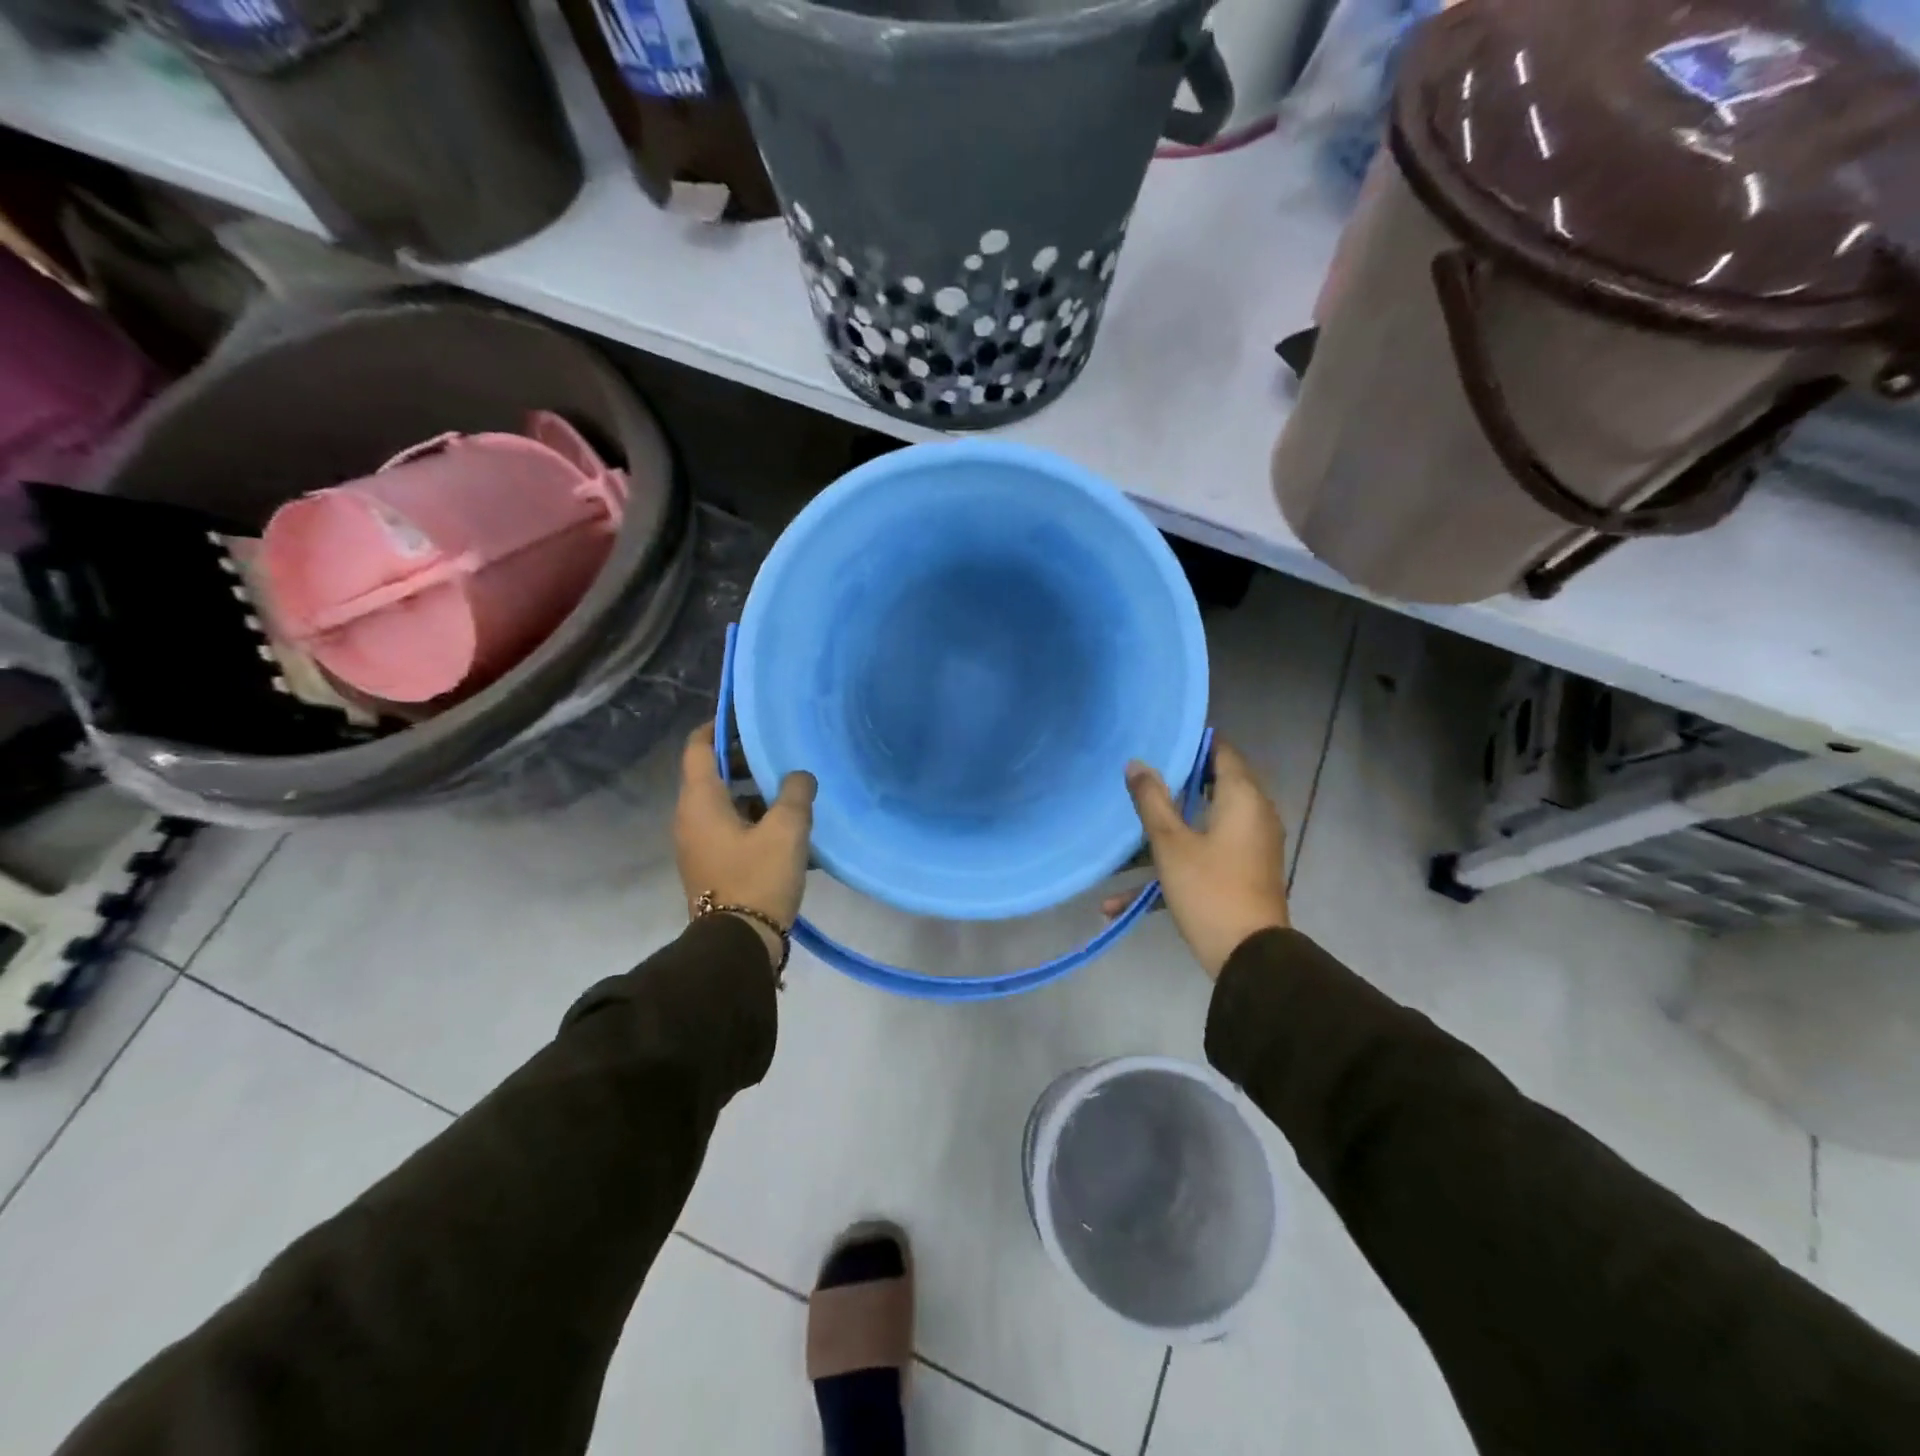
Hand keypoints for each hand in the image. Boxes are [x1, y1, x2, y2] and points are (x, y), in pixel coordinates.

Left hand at [675, 725, 815, 965]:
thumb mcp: (787, 830)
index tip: (746, 717)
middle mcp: (690, 818)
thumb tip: (799, 776)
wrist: (737, 945)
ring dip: (752, 792)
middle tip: (779, 753)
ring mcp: (698, 844)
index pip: (697, 746)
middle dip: (743, 760)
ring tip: (790, 791)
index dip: (718, 726)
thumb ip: (796, 793)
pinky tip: (787, 828)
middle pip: (711, 773)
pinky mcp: (711, 865)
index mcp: (700, 801)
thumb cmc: (758, 878)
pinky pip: (729, 828)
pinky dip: (752, 818)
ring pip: (723, 803)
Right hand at [1109, 738, 1289, 978]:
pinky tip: (1118, 902)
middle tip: (1136, 780)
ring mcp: (1248, 847)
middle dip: (1172, 785)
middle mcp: (1253, 815)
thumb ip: (1151, 800)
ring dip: (1163, 834)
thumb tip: (1136, 764)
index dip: (1191, 743)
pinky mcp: (1241, 874)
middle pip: (1211, 786)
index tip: (1157, 741)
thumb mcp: (1170, 843)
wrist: (1248, 958)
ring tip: (1123, 836)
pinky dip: (1170, 869)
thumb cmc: (1209, 889)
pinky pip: (1203, 858)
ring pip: (1201, 826)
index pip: (1221, 751)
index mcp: (1242, 798)